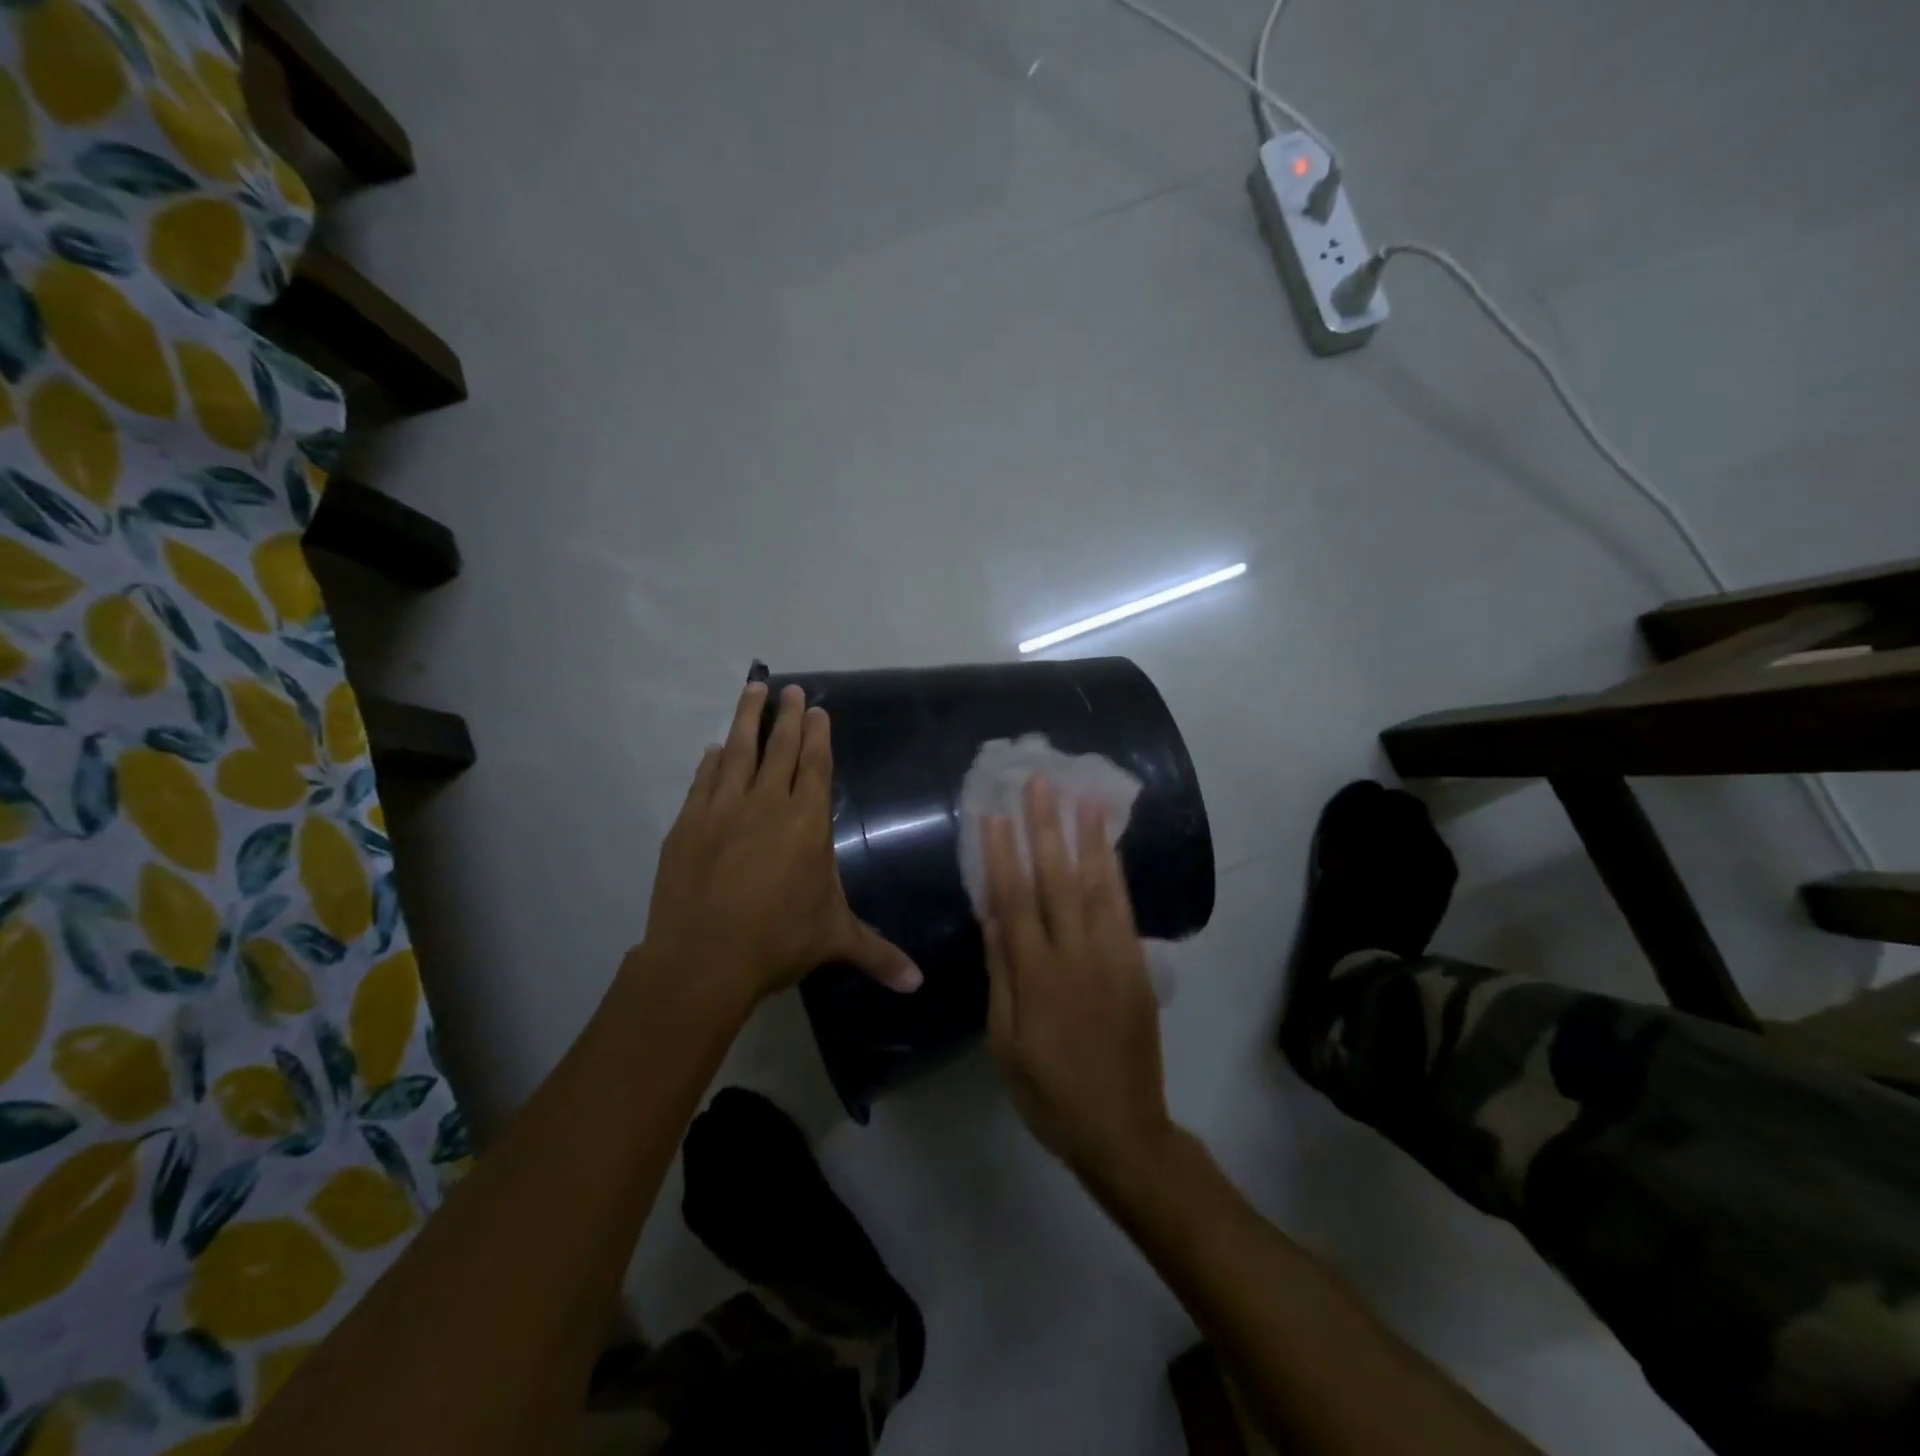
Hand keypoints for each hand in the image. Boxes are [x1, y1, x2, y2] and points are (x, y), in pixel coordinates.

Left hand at [637, 681, 921, 1003]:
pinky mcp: (688, 824)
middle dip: (786, 715)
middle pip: (779, 749)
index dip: (817, 735)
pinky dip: (711, 762)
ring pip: (737, 752)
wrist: (702, 959)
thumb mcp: (834, 940)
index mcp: (806, 823)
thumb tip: (919, 984)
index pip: (815, 766)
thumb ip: (878, 953)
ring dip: (746, 719)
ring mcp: (722, 810)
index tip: (816, 708)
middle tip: (787, 687)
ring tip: (752, 689)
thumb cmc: (777, 941)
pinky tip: (714, 749)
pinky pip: (703, 782)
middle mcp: (766, 805)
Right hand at [981, 776, 1173, 1190]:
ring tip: (1081, 796)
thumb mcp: (1005, 1042)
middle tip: (1039, 783)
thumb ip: (1001, 974)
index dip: (1001, 854)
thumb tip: (992, 916)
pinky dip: (1116, 872)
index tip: (993, 815)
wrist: (1121, 1127)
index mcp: (1036, 975)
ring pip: (1097, 884)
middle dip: (1045, 826)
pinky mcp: (1137, 964)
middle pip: (1057, 878)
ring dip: (1088, 836)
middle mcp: (1076, 954)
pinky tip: (1109, 846)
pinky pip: (1124, 909)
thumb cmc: (1048, 1091)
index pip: (1014, 899)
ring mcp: (1113, 956)